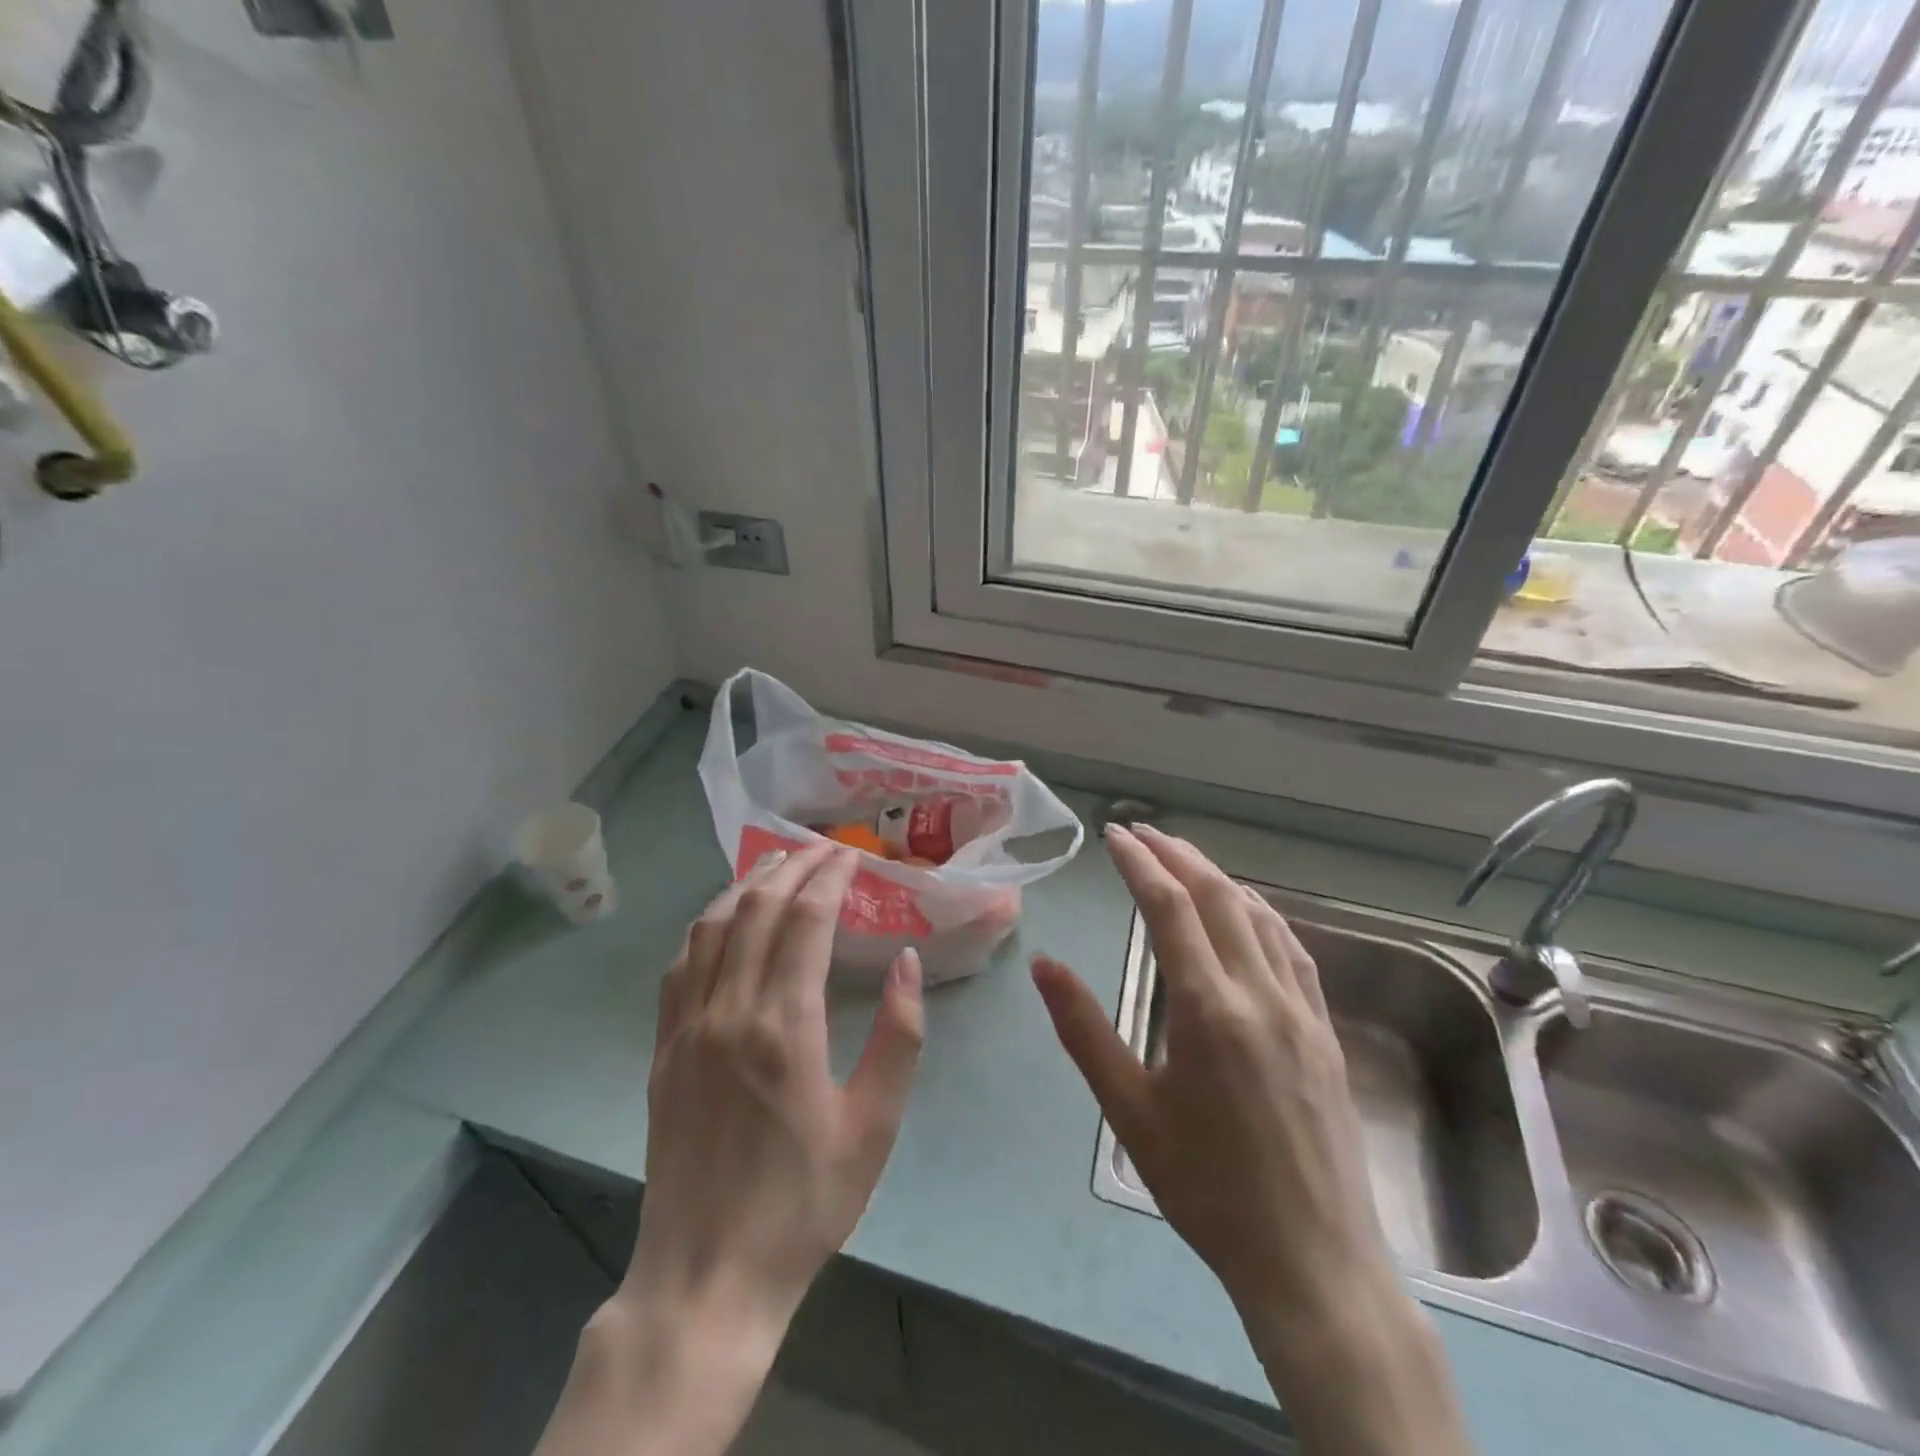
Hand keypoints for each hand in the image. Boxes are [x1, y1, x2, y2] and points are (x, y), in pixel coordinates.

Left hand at [536, 843, 923, 1455]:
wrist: (709, 1273)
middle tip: (821, 849)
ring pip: (710, 927)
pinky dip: (705, 925)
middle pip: (756, 909)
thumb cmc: (804, 1202)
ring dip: (745, 886)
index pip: (805, 920)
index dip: (829, 877)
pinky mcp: (663, 1048)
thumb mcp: (874, 1126)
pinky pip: (679, 965)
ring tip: (775, 864)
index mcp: (785, 1027)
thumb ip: (898, 1036)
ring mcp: (688, 1027)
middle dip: (791, 868)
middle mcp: (729, 1011)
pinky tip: (722, 918)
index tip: (850, 855)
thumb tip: (906, 961)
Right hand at [1032, 825, 1468, 1455]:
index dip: (1140, 863)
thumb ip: (1084, 1029)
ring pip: (1259, 915)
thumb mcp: (1129, 1110)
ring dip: (1218, 877)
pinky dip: (1260, 913)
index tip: (1115, 835)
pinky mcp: (1324, 1029)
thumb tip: (1044, 964)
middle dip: (1177, 854)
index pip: (1170, 907)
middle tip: (1142, 832)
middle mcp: (1260, 992)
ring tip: (1184, 859)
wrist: (1311, 1260)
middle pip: (1218, 896)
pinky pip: (1292, 948)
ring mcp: (1301, 1009)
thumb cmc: (1206, 1187)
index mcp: (1208, 1008)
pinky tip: (1247, 912)